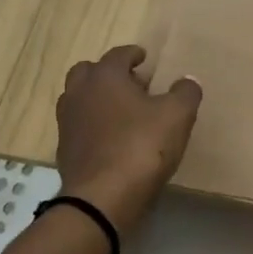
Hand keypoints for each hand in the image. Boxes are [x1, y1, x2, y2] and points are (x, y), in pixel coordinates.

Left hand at [55, 45, 201, 233]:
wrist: (103, 198)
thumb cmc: (142, 146)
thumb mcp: (178, 115)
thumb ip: (185, 93)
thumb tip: (187, 81)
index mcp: (105, 77)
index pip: (118, 55)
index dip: (134, 54)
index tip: (144, 58)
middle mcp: (79, 93)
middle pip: (88, 72)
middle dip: (109, 73)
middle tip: (132, 84)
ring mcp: (67, 123)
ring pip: (79, 99)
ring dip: (98, 99)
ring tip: (123, 112)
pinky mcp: (65, 151)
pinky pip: (79, 127)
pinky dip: (93, 126)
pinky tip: (113, 140)